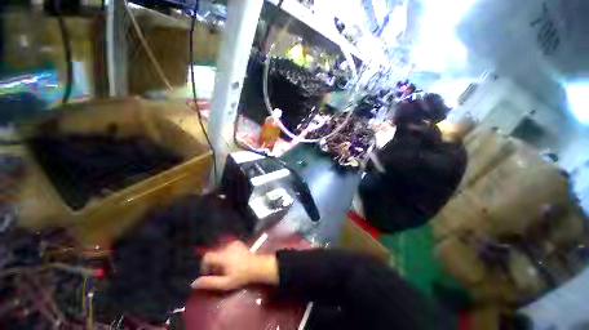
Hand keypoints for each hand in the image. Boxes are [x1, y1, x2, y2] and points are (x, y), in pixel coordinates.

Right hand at [191, 241, 278, 290]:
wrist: (257, 267)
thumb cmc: (241, 276)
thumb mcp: (225, 283)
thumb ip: (209, 283)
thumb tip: (193, 283)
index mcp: (223, 256)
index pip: (207, 256)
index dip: (204, 265)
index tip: (209, 274)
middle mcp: (227, 247)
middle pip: (214, 254)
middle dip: (213, 264)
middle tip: (219, 273)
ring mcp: (234, 243)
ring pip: (220, 251)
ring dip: (220, 259)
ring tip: (226, 268)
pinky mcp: (238, 243)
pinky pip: (227, 248)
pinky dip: (226, 254)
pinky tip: (232, 261)